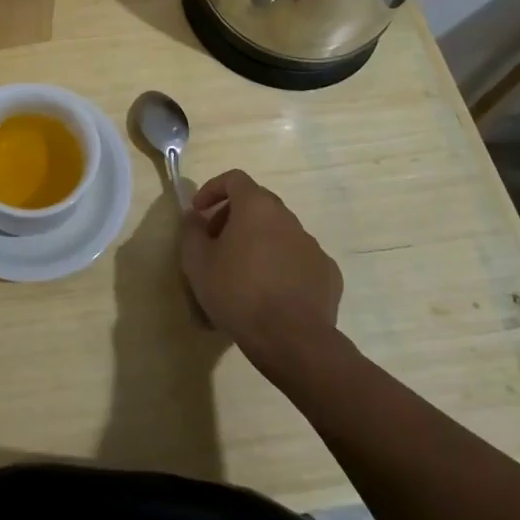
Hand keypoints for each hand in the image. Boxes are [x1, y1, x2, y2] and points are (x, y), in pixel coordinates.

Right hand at [181, 170, 342, 369]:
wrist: (292, 341)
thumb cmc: (238, 293)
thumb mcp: (197, 262)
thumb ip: (191, 231)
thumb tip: (195, 217)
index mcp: (257, 207)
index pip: (234, 179)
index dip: (213, 189)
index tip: (198, 212)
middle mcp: (288, 218)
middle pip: (257, 204)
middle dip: (233, 218)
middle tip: (216, 244)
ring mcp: (312, 245)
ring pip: (279, 233)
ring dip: (258, 242)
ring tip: (242, 275)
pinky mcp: (328, 274)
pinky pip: (298, 260)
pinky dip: (281, 266)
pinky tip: (271, 294)